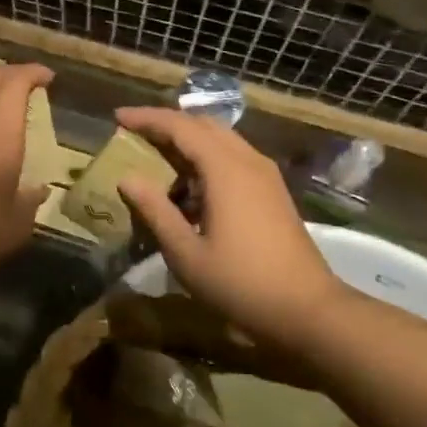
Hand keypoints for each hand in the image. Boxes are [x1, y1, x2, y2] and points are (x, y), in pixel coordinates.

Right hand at [113, 107, 347, 343]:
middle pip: (203, 125)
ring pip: (221, 140)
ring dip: (188, 142)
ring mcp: (265, 174)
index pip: (180, 126)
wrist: (307, 310)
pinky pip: (234, 158)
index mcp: (225, 169)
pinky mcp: (273, 191)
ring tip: (158, 160)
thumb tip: (127, 178)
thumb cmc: (241, 283)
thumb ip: (155, 211)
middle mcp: (247, 160)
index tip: (118, 116)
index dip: (147, 118)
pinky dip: (207, 160)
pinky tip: (191, 188)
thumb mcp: (186, 253)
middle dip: (167, 124)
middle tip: (135, 133)